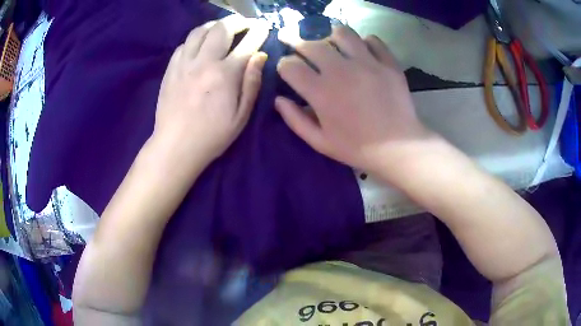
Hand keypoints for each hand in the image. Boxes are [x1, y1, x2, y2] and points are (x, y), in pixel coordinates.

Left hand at [153, 15, 268, 174]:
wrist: (175, 146)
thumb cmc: (212, 136)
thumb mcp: (241, 116)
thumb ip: (251, 83)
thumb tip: (260, 56)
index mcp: (225, 74)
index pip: (247, 44)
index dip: (258, 32)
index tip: (264, 27)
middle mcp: (204, 62)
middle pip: (221, 29)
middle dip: (236, 21)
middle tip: (244, 24)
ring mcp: (184, 64)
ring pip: (199, 31)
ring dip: (214, 25)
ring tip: (221, 29)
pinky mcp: (170, 70)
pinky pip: (183, 44)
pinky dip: (195, 39)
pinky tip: (199, 45)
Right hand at [276, 26, 432, 175]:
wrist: (398, 148)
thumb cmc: (357, 147)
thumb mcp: (320, 142)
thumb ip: (295, 120)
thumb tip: (278, 99)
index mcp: (321, 92)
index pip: (290, 65)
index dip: (284, 65)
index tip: (289, 69)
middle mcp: (341, 71)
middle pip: (311, 44)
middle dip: (298, 43)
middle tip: (299, 46)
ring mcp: (367, 63)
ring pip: (342, 33)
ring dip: (330, 36)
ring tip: (331, 43)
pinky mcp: (388, 63)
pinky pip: (372, 40)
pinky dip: (364, 42)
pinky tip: (362, 52)